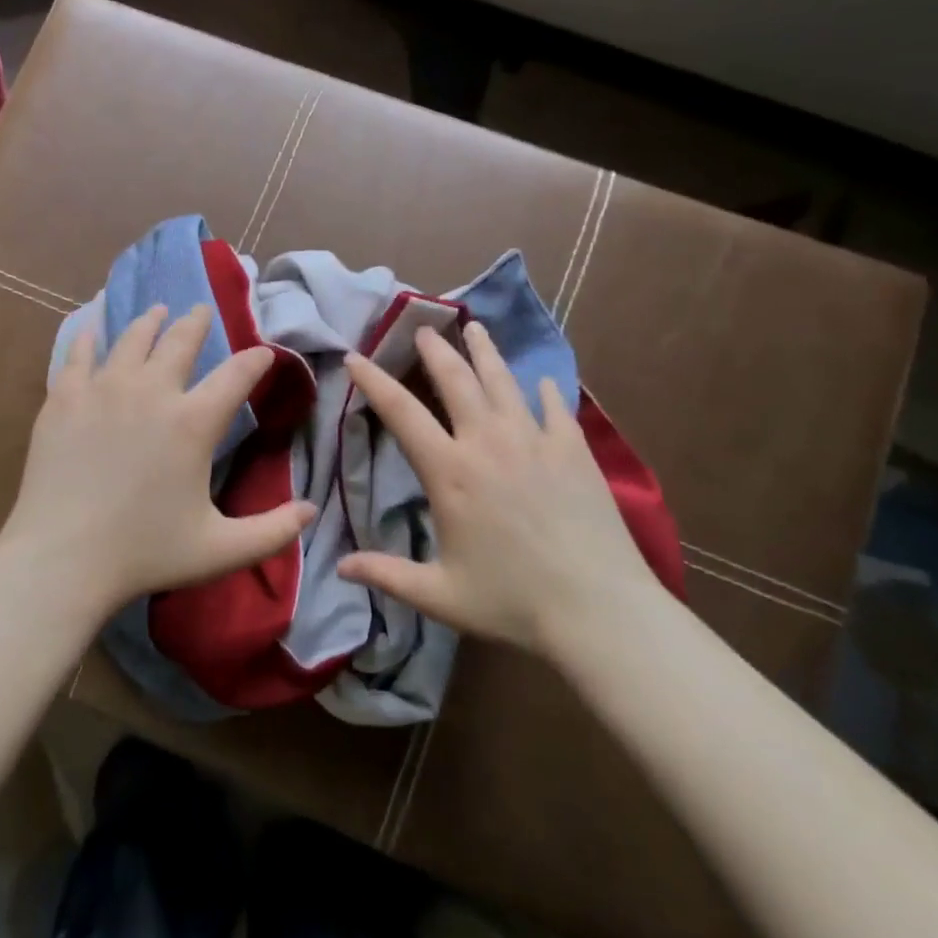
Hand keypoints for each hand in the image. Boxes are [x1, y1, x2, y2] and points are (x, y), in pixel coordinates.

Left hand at [0, 303, 315, 620]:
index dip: (256, 360)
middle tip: (201, 310)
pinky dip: (91, 336)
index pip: (237, 375)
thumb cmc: (144, 554)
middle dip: (197, 321)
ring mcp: (103, 389)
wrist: (62, 558)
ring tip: (157, 310)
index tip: (264, 353)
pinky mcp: (65, 398)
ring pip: (133, 338)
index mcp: (193, 422)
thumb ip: (273, 531)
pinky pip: (80, 353)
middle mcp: (152, 391)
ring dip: (151, 321)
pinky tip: (95, 328)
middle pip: (180, 340)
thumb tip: (312, 511)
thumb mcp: (221, 550)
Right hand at [338, 321, 663, 656]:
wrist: (598, 608)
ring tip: (474, 328)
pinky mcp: (574, 450)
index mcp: (450, 472)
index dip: (374, 381)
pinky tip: (543, 382)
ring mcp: (535, 440)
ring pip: (504, 381)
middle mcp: (488, 442)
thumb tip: (340, 567)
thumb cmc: (512, 601)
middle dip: (434, 351)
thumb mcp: (439, 595)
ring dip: (485, 352)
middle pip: (456, 380)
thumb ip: (387, 575)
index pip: (401, 413)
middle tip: (422, 328)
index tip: (355, 357)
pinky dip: (546, 390)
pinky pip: (556, 407)